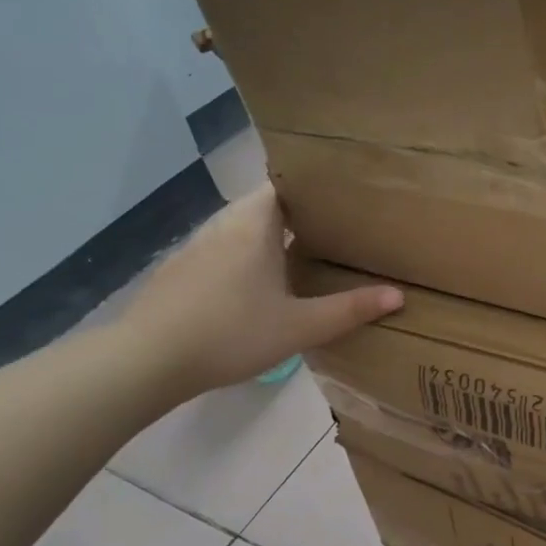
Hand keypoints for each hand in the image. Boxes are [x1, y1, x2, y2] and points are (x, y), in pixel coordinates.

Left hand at [113, 183, 401, 403]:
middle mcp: (223, 225)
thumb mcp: (298, 327)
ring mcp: (195, 247)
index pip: (285, 185)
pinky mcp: (177, 270)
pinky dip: (240, 257)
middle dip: (294, 215)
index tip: (341, 200)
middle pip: (262, 205)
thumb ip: (349, 310)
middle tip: (331, 231)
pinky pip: (219, 250)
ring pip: (238, 229)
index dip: (312, 189)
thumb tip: (398, 295)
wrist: (147, 360)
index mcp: (254, 225)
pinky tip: (250, 287)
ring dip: (264, 237)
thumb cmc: (230, 334)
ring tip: (297, 255)